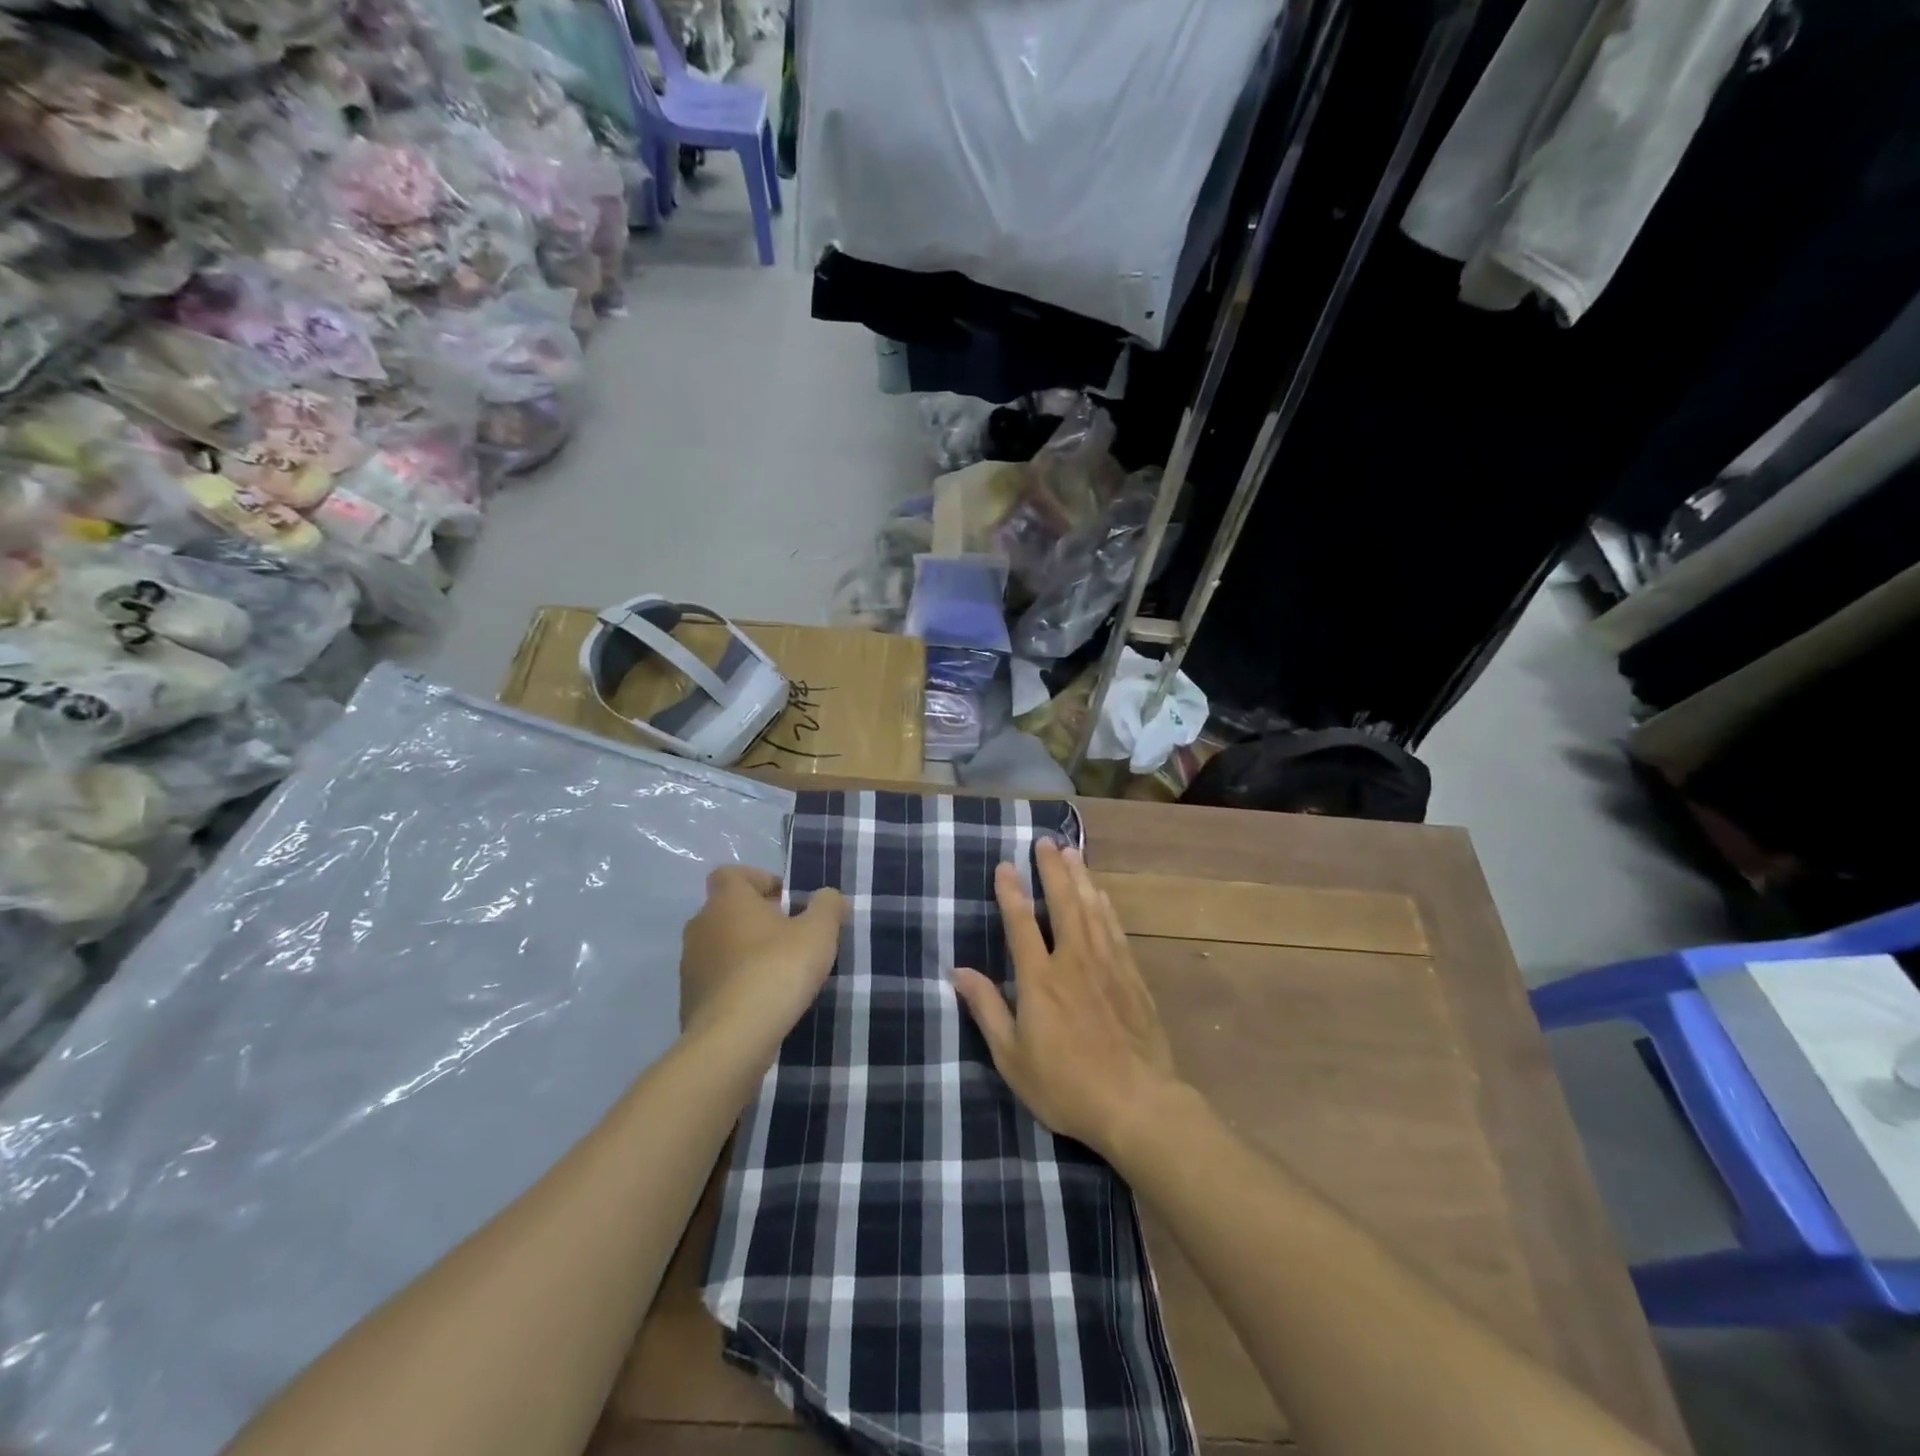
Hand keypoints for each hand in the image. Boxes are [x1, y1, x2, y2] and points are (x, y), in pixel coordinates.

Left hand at [680, 866, 845, 1049]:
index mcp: (727, 901)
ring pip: (721, 947)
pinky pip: (717, 981)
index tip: (787, 901)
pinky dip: (736, 984)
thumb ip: (827, 906)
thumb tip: (827, 896)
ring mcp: (690, 965)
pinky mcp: (689, 1001)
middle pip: (728, 911)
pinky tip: (762, 1002)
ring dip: (746, 953)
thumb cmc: (777, 970)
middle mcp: (701, 926)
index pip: (732, 874)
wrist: (733, 1039)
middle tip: (791, 938)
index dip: (760, 880)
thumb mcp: (819, 932)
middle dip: (758, 920)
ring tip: (779, 973)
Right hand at [953, 839, 1179, 1158]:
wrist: (1138, 1104)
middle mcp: (1073, 960)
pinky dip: (1105, 906)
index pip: (1021, 923)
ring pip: (1091, 909)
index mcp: (1040, 979)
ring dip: (1080, 877)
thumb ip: (987, 1009)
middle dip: (1051, 870)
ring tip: (1071, 852)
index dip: (1010, 892)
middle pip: (1062, 903)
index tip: (1004, 864)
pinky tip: (1102, 894)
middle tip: (1045, 840)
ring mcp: (1107, 965)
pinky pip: (1115, 930)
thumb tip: (958, 972)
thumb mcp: (1012, 1057)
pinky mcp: (1132, 977)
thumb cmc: (1066, 1085)